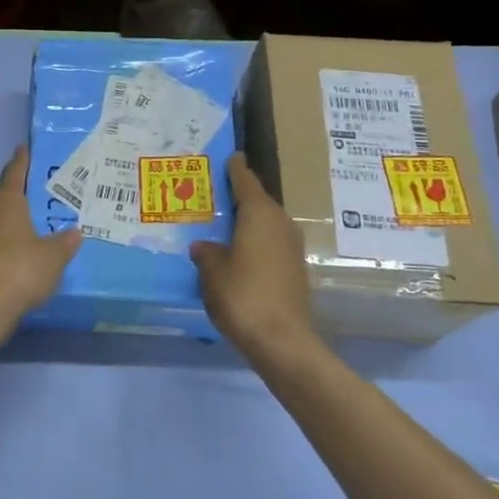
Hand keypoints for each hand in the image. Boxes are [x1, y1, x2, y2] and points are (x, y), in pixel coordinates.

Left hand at [0, 147, 80, 324]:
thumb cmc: (21, 268)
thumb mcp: (54, 255)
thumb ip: (65, 241)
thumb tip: (75, 232)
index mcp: (6, 202)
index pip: (14, 173)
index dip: (21, 160)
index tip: (24, 148)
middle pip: (5, 197)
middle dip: (21, 193)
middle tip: (42, 190)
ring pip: (0, 222)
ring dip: (16, 221)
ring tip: (39, 223)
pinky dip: (12, 245)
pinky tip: (26, 254)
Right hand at [191, 153, 316, 358]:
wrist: (282, 341)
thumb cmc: (242, 295)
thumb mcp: (212, 272)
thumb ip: (206, 253)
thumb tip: (204, 247)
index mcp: (259, 214)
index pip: (245, 181)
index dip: (235, 169)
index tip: (231, 156)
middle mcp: (280, 223)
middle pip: (258, 202)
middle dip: (238, 198)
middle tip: (214, 195)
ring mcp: (291, 248)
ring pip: (265, 224)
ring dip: (247, 223)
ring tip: (222, 225)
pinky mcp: (294, 270)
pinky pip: (270, 244)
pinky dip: (254, 243)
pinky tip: (237, 254)